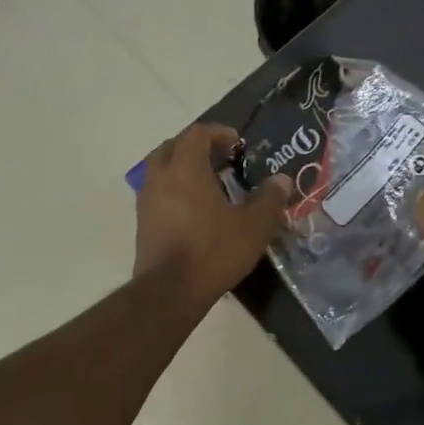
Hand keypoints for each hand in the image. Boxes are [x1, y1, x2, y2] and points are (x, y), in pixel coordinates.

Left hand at [134, 124, 290, 300]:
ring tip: (208, 182)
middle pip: (173, 145)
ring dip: (182, 166)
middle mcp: (161, 176)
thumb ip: (269, 199)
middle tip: (221, 158)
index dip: (218, 132)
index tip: (237, 143)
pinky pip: (156, 190)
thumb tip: (281, 180)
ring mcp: (146, 199)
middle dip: (197, 146)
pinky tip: (193, 207)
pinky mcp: (142, 221)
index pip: (197, 133)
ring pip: (160, 167)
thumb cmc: (213, 251)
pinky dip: (173, 187)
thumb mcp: (253, 227)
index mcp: (186, 168)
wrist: (169, 292)